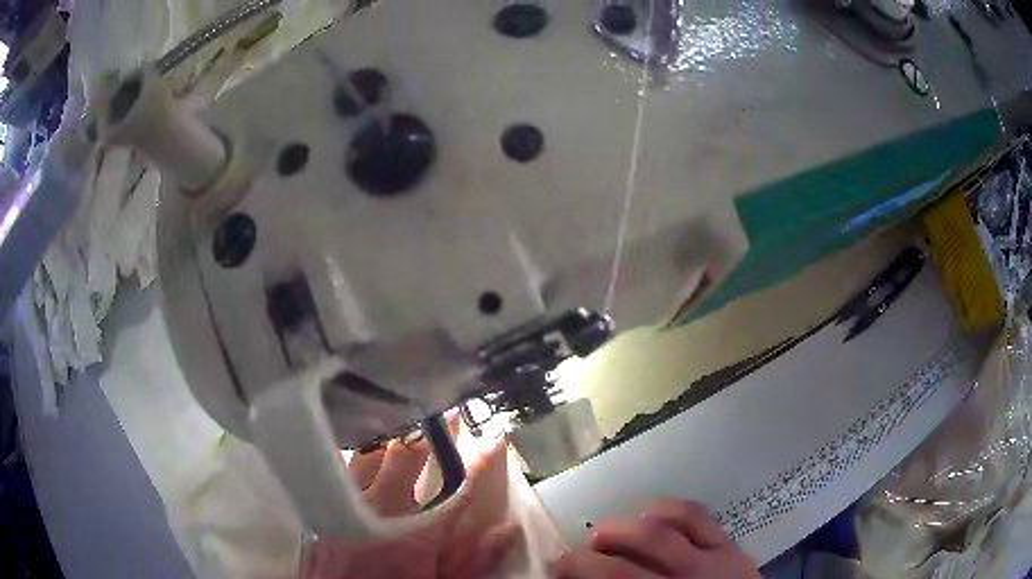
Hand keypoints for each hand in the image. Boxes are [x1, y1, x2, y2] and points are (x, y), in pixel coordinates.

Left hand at [299, 432, 520, 578]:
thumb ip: (473, 560)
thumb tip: (508, 530)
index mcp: (416, 532)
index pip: (457, 488)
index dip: (481, 461)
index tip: (495, 438)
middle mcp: (381, 508)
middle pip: (410, 456)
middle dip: (435, 433)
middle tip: (449, 415)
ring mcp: (347, 502)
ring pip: (372, 452)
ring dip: (394, 437)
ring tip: (409, 423)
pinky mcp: (325, 502)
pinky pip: (343, 466)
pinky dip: (362, 452)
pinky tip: (368, 449)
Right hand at [551, 499, 759, 578]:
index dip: (577, 572)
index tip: (556, 569)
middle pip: (624, 565)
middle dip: (589, 557)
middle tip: (576, 554)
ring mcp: (712, 560)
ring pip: (662, 530)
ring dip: (626, 528)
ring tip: (610, 533)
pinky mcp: (731, 545)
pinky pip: (698, 515)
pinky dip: (668, 509)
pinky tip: (653, 516)